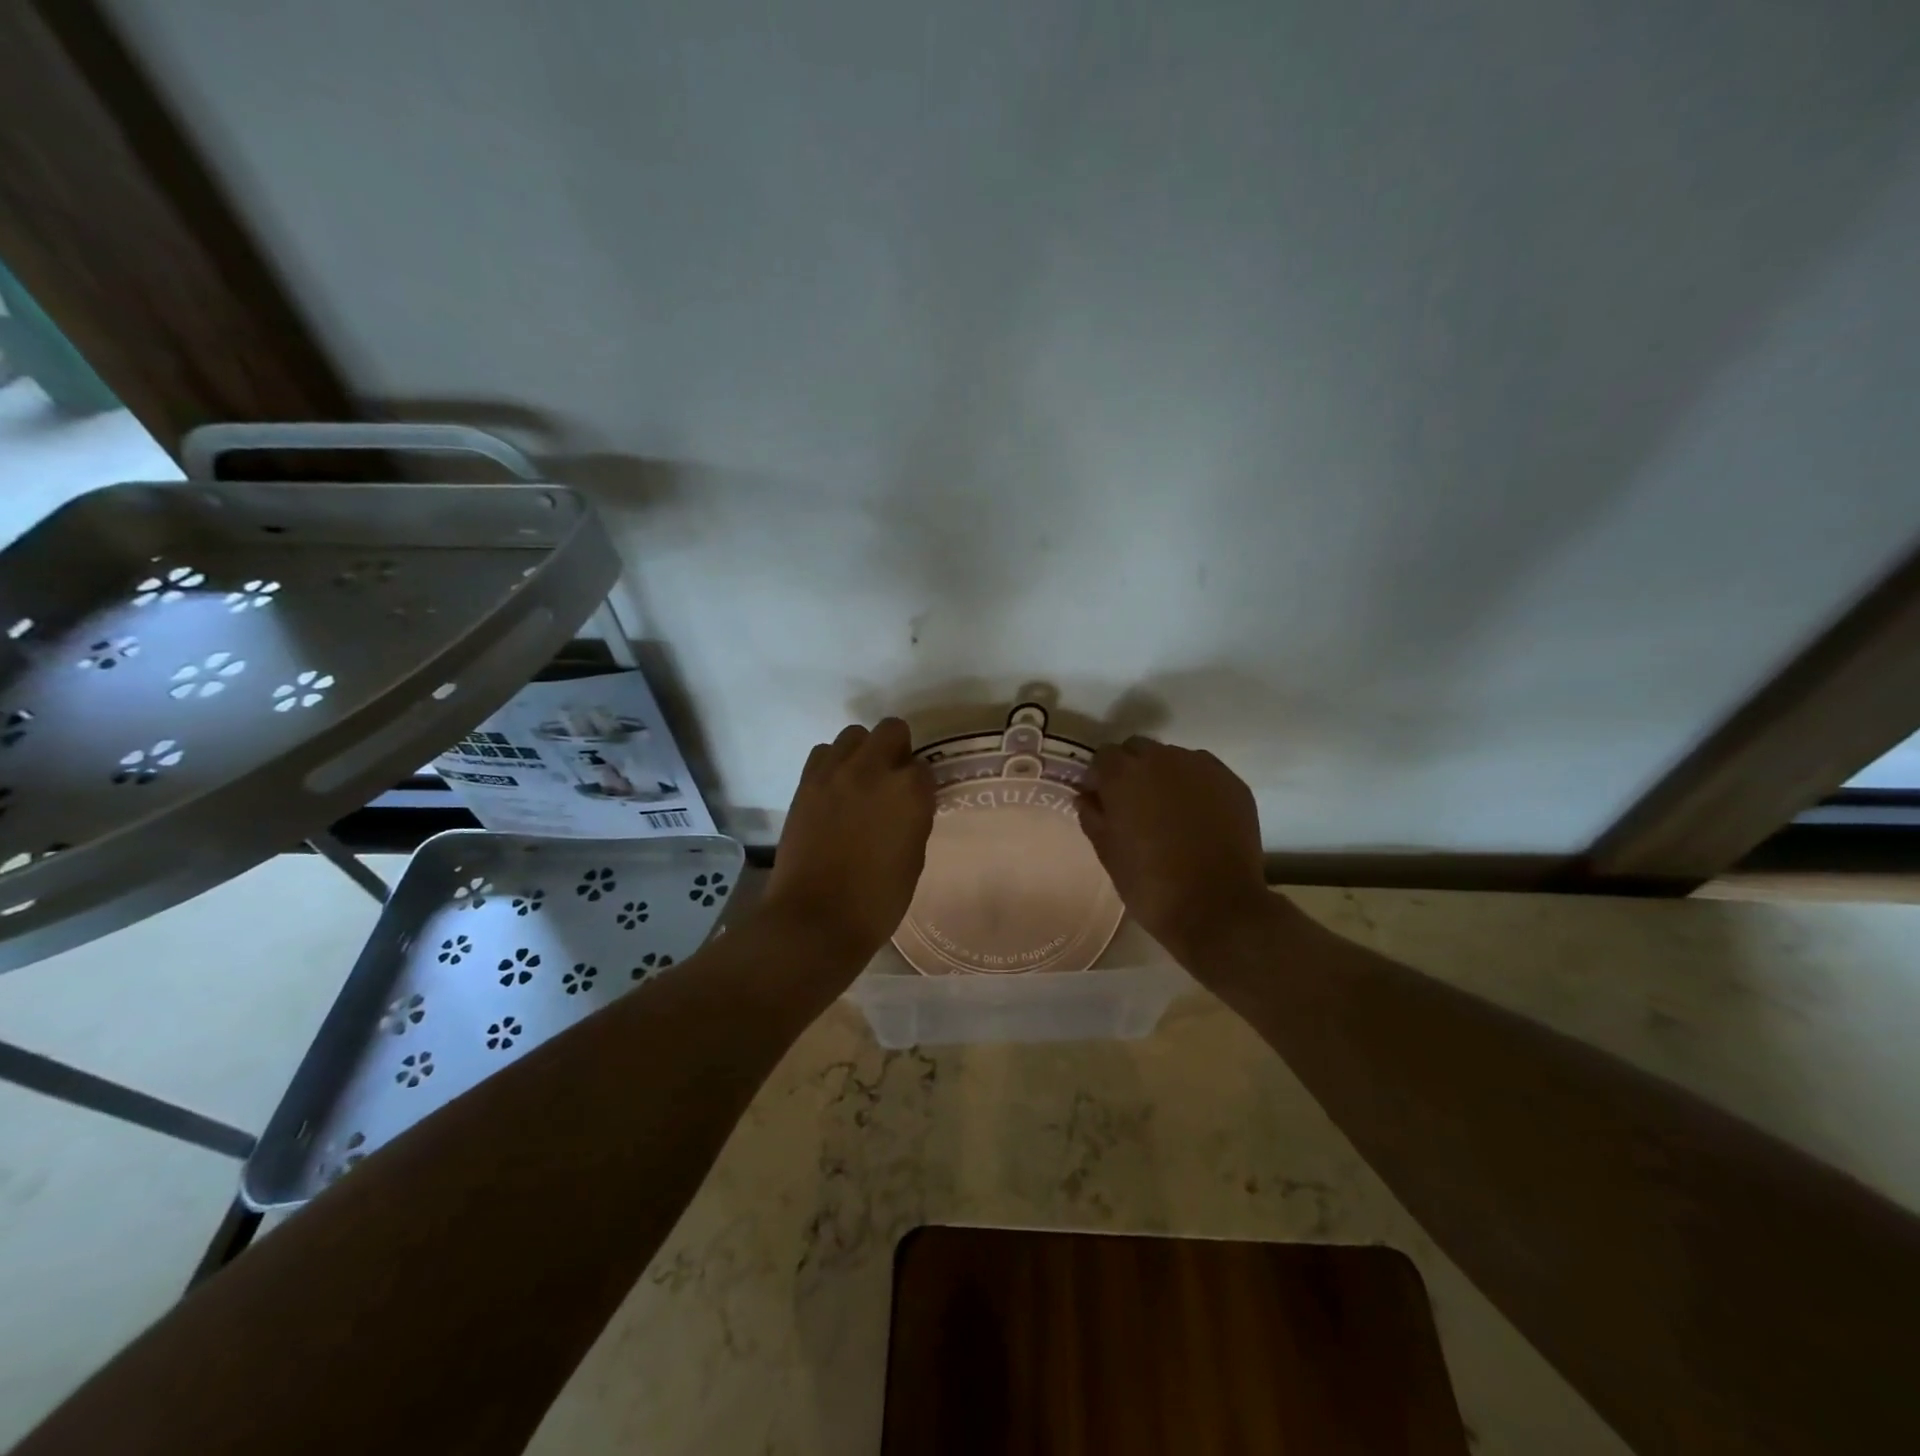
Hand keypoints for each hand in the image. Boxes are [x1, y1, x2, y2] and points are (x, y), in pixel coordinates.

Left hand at [762, 718, 934, 968]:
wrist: (816, 918)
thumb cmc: (877, 900)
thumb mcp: (914, 858)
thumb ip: (914, 819)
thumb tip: (907, 804)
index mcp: (909, 792)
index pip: (924, 768)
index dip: (921, 786)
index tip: (915, 803)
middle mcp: (874, 770)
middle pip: (892, 731)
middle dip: (897, 750)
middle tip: (891, 781)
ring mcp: (835, 772)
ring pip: (855, 734)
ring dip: (863, 751)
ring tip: (860, 781)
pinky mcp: (806, 782)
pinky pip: (823, 753)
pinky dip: (833, 763)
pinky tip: (835, 789)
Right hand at [1077, 737, 1271, 966]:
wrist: (1217, 908)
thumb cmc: (1150, 885)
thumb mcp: (1108, 853)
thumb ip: (1093, 816)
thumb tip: (1087, 797)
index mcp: (1124, 774)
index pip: (1103, 756)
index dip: (1101, 777)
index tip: (1102, 800)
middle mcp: (1162, 759)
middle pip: (1138, 749)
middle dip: (1132, 769)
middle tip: (1134, 805)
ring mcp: (1202, 767)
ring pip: (1173, 758)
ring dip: (1165, 775)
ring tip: (1169, 811)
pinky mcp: (1232, 782)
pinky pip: (1204, 773)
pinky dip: (1195, 786)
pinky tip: (1198, 817)